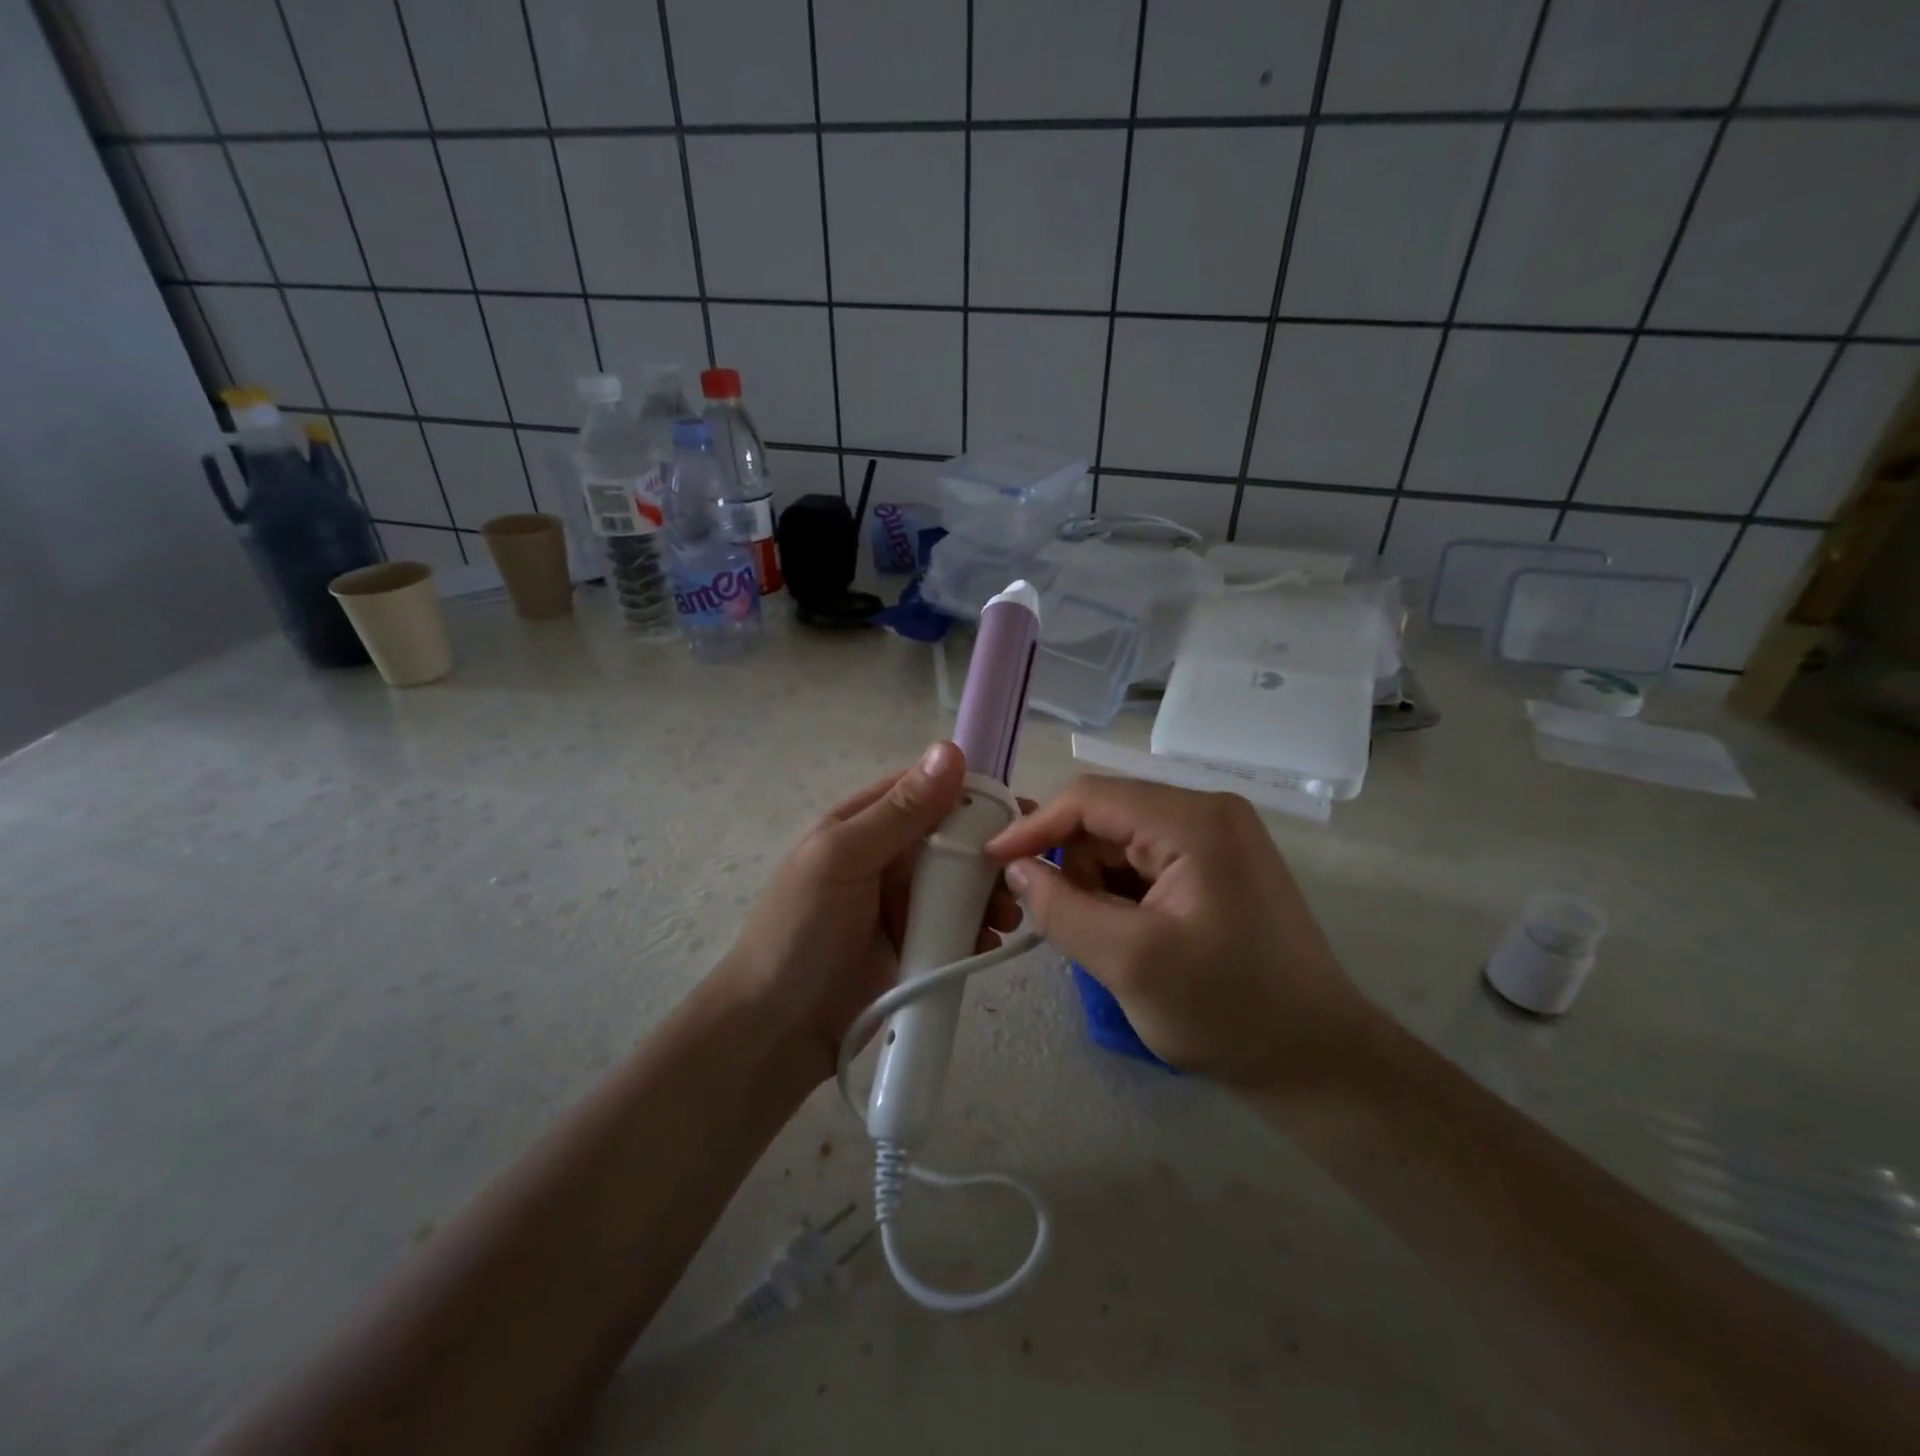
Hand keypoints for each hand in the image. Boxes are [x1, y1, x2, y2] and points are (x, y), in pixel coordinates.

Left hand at [715, 741, 1022, 1081]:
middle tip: (1022, 871)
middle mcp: (886, 855)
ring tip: (1007, 915)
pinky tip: (989, 941)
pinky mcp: (916, 943)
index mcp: (864, 823)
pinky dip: (978, 928)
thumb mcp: (843, 859)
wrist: (777, 1030)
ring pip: (961, 881)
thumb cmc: (800, 931)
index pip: (926, 791)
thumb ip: (899, 812)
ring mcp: (902, 901)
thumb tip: (949, 748)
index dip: (971, 794)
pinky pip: (958, 923)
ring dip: (989, 892)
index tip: (1019, 810)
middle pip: (951, 837)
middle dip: (988, 851)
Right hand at [985, 777, 1369, 1086]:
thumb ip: (1062, 908)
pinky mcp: (1218, 866)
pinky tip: (1127, 936)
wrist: (1317, 1061)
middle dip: (1072, 865)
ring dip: (1096, 885)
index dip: (1035, 826)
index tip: (993, 861)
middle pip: (1106, 819)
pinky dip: (1121, 894)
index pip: (1090, 798)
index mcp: (1193, 821)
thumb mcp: (1130, 962)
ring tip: (1106, 942)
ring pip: (1122, 843)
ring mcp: (1217, 839)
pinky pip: (1146, 862)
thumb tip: (1017, 869)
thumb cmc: (1228, 1010)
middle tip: (1056, 922)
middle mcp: (1207, 813)